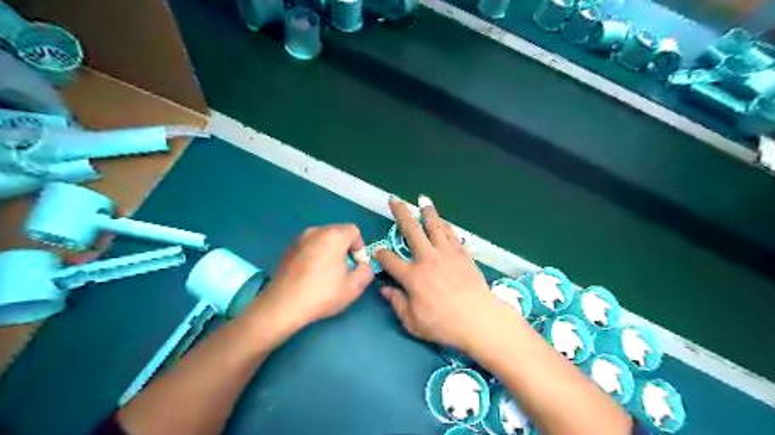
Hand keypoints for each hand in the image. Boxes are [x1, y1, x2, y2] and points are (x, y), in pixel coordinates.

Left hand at [250, 224, 374, 336]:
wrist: (283, 305)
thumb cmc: (322, 294)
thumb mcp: (354, 287)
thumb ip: (366, 271)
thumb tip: (362, 265)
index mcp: (333, 235)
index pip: (354, 231)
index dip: (359, 247)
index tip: (355, 266)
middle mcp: (315, 231)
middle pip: (338, 233)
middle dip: (345, 249)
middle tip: (343, 271)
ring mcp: (299, 239)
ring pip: (323, 240)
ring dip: (329, 252)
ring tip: (326, 274)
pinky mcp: (288, 249)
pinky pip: (309, 247)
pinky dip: (315, 255)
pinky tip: (311, 276)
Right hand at [375, 196, 509, 354]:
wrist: (479, 320)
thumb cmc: (444, 325)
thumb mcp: (413, 322)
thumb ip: (397, 303)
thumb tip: (384, 289)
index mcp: (412, 276)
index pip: (389, 259)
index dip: (380, 254)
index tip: (377, 251)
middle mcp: (427, 258)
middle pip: (410, 230)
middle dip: (400, 213)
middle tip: (394, 200)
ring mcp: (446, 253)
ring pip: (434, 226)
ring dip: (427, 212)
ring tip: (423, 200)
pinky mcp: (462, 254)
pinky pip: (452, 235)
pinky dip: (446, 226)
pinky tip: (443, 222)